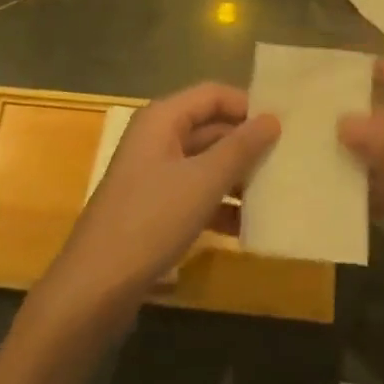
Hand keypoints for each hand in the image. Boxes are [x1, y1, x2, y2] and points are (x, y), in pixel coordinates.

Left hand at [34, 84, 279, 331]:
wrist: (94, 289)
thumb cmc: (150, 221)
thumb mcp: (202, 182)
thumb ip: (240, 148)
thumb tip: (273, 118)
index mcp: (162, 118)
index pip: (213, 94)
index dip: (248, 105)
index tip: (285, 125)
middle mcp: (157, 138)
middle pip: (210, 127)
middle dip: (246, 143)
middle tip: (289, 159)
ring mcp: (154, 174)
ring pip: (205, 162)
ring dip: (237, 177)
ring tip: (277, 193)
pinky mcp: (154, 207)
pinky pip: (195, 193)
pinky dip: (220, 204)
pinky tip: (248, 227)